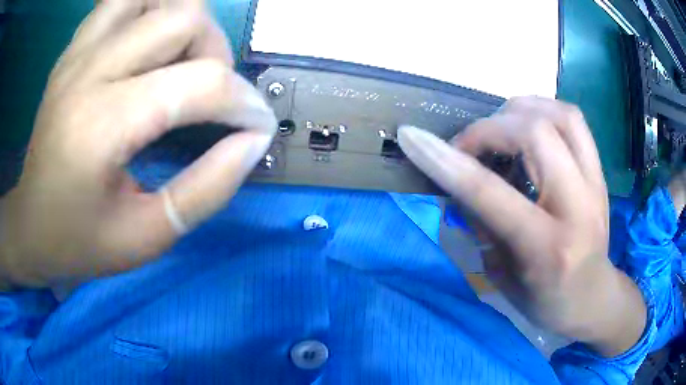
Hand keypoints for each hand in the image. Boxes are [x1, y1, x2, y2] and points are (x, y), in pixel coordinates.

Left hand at [0, 1, 275, 287]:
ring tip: (180, 64)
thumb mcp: (146, 237)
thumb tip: (252, 143)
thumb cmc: (80, 242)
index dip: (244, 103)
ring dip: (185, 24)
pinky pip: (122, 1)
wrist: (30, 226)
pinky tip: (147, 45)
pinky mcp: (74, 49)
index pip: (199, 83)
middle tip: (209, 96)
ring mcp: (79, 52)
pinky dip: (149, 10)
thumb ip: (206, 191)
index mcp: (102, 124)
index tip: (256, 128)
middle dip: (216, 54)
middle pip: (185, 18)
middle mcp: (89, 70)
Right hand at [399, 97, 646, 356]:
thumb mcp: (504, 279)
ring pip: (559, 114)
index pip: (491, 192)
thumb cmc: (547, 301)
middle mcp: (578, 206)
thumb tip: (460, 181)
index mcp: (547, 247)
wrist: (595, 297)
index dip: (446, 160)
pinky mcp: (600, 172)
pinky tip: (528, 125)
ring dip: (519, 110)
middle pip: (534, 133)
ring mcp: (595, 183)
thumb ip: (482, 226)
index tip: (412, 138)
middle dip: (489, 128)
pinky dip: (544, 110)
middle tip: (469, 146)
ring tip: (499, 126)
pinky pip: (573, 120)